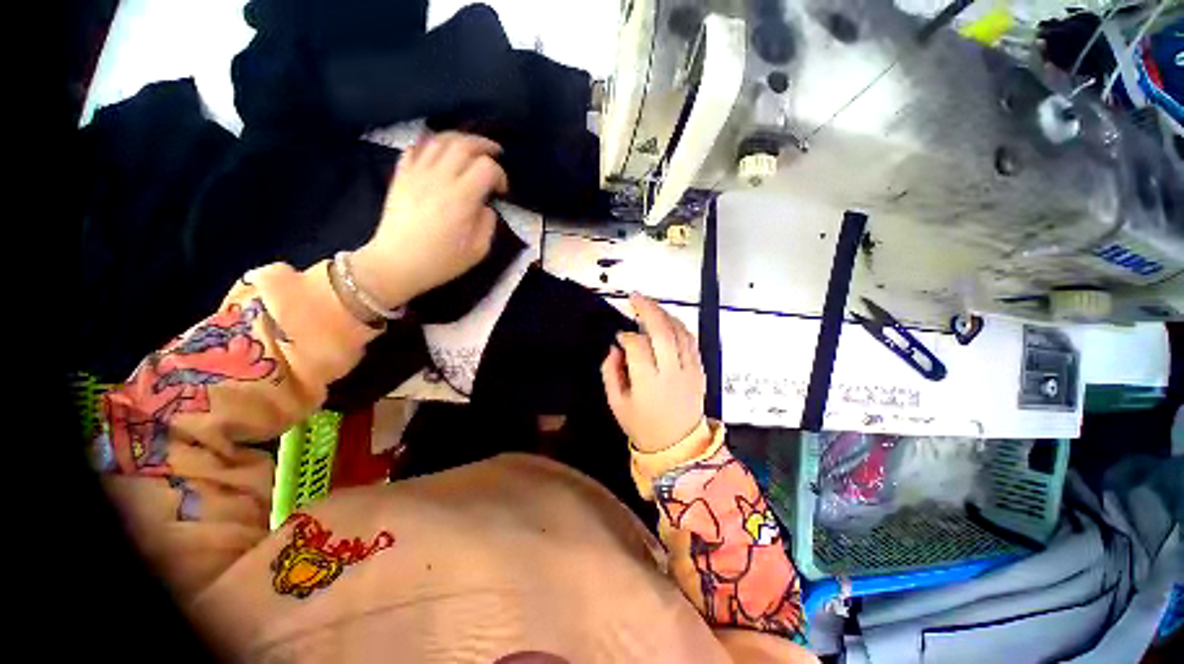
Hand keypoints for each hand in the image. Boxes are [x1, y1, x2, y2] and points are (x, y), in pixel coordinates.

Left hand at [351, 132, 508, 308]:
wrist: (397, 264)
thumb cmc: (441, 261)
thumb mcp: (478, 250)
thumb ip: (488, 223)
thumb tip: (486, 206)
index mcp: (462, 198)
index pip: (486, 168)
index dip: (500, 174)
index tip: (502, 191)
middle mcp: (439, 178)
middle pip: (464, 145)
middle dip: (484, 145)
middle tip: (495, 153)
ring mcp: (417, 174)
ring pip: (440, 140)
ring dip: (460, 139)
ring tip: (471, 148)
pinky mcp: (401, 176)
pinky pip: (416, 148)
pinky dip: (431, 144)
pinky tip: (440, 152)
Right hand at [601, 294, 705, 452]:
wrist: (678, 445)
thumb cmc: (643, 425)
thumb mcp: (617, 404)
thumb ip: (611, 373)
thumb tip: (614, 348)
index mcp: (648, 383)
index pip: (637, 346)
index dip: (627, 336)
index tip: (620, 336)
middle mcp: (671, 372)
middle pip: (662, 332)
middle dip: (647, 310)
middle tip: (635, 297)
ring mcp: (689, 370)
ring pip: (679, 332)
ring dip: (664, 314)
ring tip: (650, 306)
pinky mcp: (699, 369)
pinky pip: (691, 340)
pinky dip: (679, 326)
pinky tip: (668, 320)